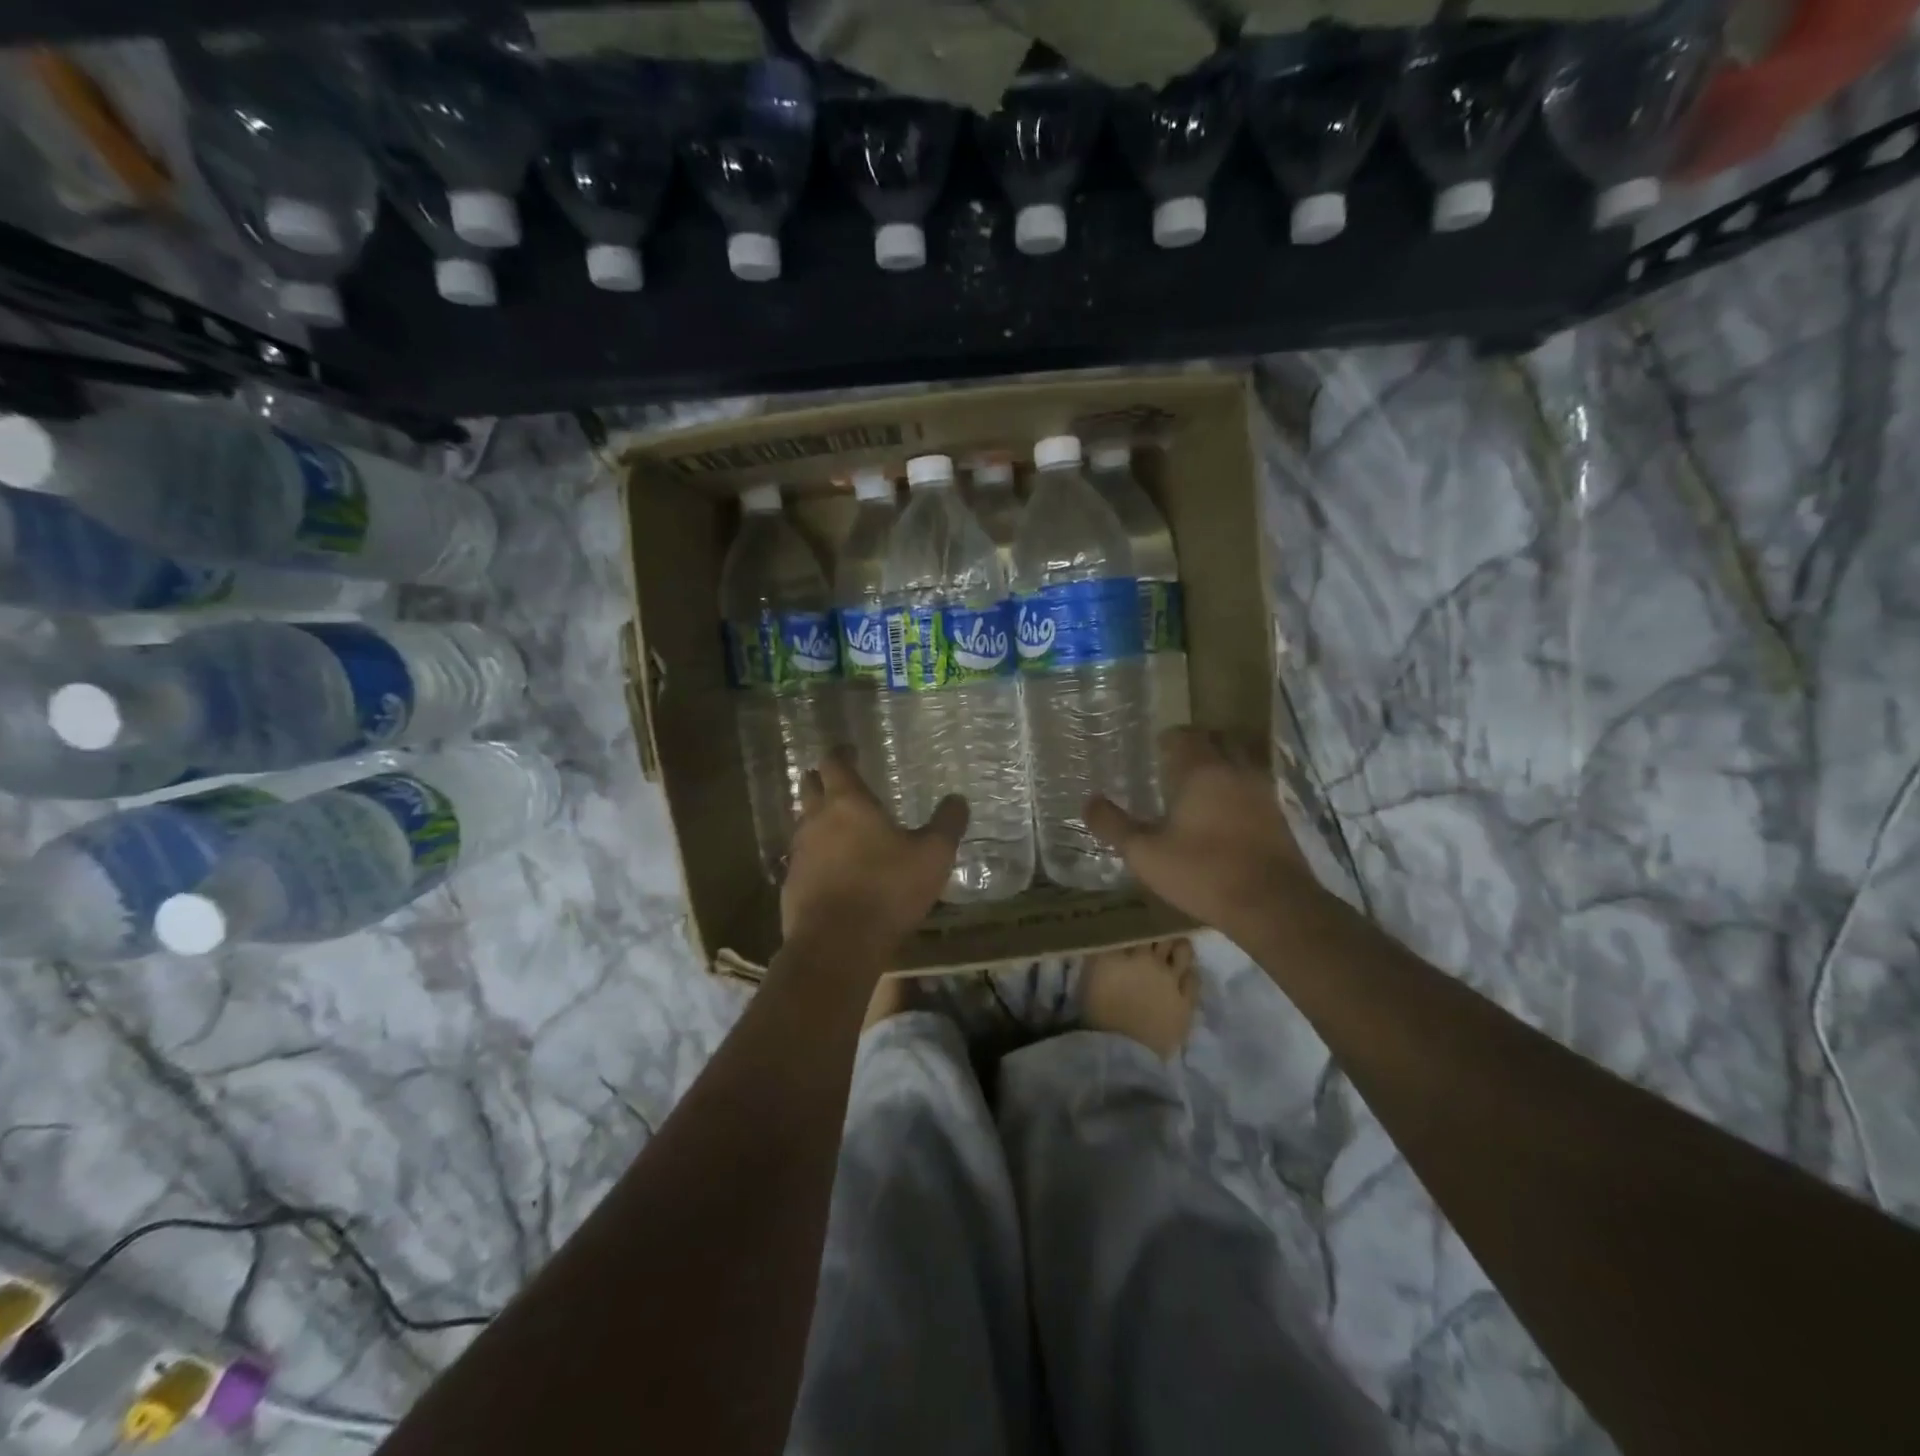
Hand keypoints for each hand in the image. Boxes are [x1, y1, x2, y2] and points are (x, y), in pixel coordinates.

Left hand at [782, 747, 967, 960]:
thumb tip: (958, 800)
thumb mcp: (933, 856)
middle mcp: (816, 820)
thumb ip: (947, 824)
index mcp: (848, 803)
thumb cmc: (887, 890)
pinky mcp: (791, 883)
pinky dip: (816, 854)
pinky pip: (802, 857)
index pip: (835, 763)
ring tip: (840, 826)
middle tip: (840, 782)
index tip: (850, 750)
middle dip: (822, 779)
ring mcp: (799, 852)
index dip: (842, 753)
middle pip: (810, 786)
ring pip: (804, 822)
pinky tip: (832, 869)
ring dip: (818, 817)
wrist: (836, 945)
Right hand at [1085, 728, 1310, 937]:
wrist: (1272, 906)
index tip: (1155, 750)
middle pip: (1219, 739)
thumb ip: (1113, 825)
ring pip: (1241, 761)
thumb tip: (1088, 801)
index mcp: (1202, 770)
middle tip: (1175, 764)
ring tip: (1200, 787)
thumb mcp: (1144, 853)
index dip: (1169, 739)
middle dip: (1198, 745)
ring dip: (1222, 765)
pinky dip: (1238, 789)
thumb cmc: (1202, 872)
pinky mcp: (1280, 816)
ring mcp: (1263, 791)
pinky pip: (1255, 787)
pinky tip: (1225, 814)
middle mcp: (1236, 770)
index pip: (1185, 735)